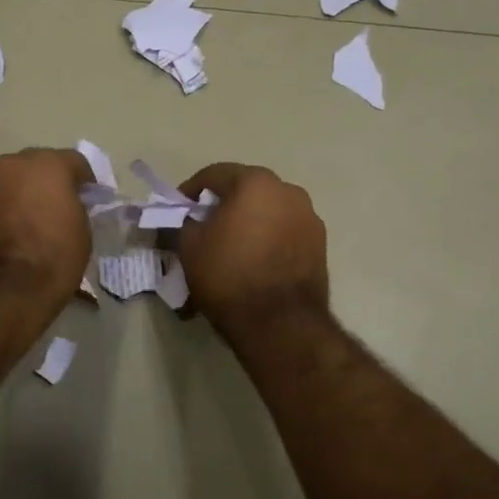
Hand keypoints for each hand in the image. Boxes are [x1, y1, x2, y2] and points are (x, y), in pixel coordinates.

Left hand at [0, 148, 94, 314]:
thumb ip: (76, 207)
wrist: (0, 293)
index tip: (91, 201)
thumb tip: (68, 206)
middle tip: (60, 208)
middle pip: (39, 165)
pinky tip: (12, 232)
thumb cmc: (52, 260)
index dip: (86, 183)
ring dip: (24, 193)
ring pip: (13, 181)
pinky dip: (5, 208)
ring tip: (33, 221)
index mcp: (48, 165)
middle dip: (51, 182)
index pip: (75, 162)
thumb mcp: (82, 232)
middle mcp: (13, 164)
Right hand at [176, 163, 329, 334]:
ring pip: (268, 212)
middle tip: (203, 228)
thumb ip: (183, 222)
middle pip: (245, 190)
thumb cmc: (229, 275)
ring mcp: (309, 218)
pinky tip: (253, 262)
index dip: (191, 190)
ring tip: (230, 248)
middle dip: (222, 205)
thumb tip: (188, 220)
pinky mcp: (320, 246)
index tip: (178, 209)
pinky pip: (284, 233)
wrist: (280, 323)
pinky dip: (267, 240)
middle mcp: (288, 191)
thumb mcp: (189, 246)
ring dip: (248, 222)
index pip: (215, 174)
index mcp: (256, 182)